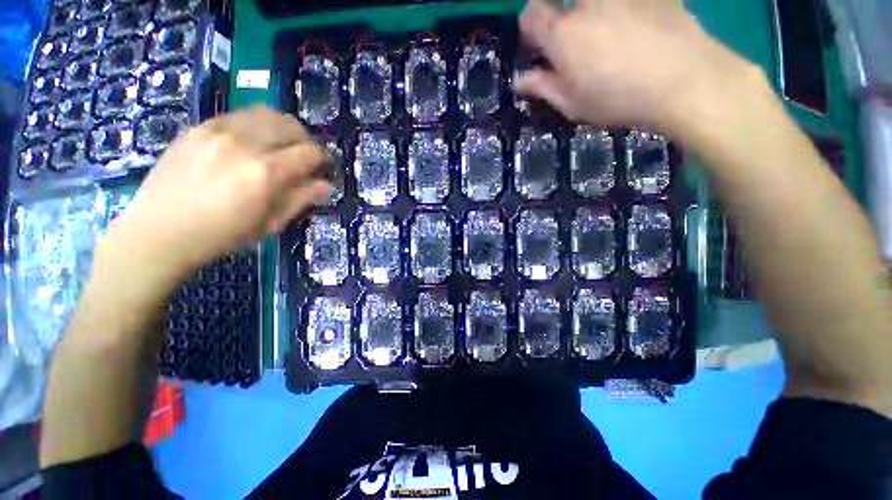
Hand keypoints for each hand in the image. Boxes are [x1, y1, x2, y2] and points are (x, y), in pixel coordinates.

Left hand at [102, 106, 329, 277]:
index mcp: (265, 173)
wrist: (158, 231)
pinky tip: (251, 142)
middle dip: (306, 140)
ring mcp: (218, 131)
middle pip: (291, 126)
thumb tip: (325, 185)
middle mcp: (244, 143)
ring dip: (283, 128)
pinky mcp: (199, 127)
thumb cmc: (221, 235)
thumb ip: (300, 199)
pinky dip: (256, 125)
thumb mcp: (269, 224)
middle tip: (305, 157)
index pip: (309, 152)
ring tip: (281, 145)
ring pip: (266, 113)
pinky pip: (239, 115)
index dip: (323, 158)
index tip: (324, 167)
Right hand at [514, 0, 759, 130]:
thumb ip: (542, 87)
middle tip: (580, 48)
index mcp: (563, 35)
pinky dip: (626, 11)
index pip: (531, 15)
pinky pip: (627, 2)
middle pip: (564, 3)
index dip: (530, 27)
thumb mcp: (572, 104)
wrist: (682, 80)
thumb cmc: (617, 99)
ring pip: (595, 3)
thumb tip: (519, 80)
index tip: (539, 44)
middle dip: (565, 21)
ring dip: (594, 14)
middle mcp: (587, 5)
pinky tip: (638, 31)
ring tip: (611, 41)